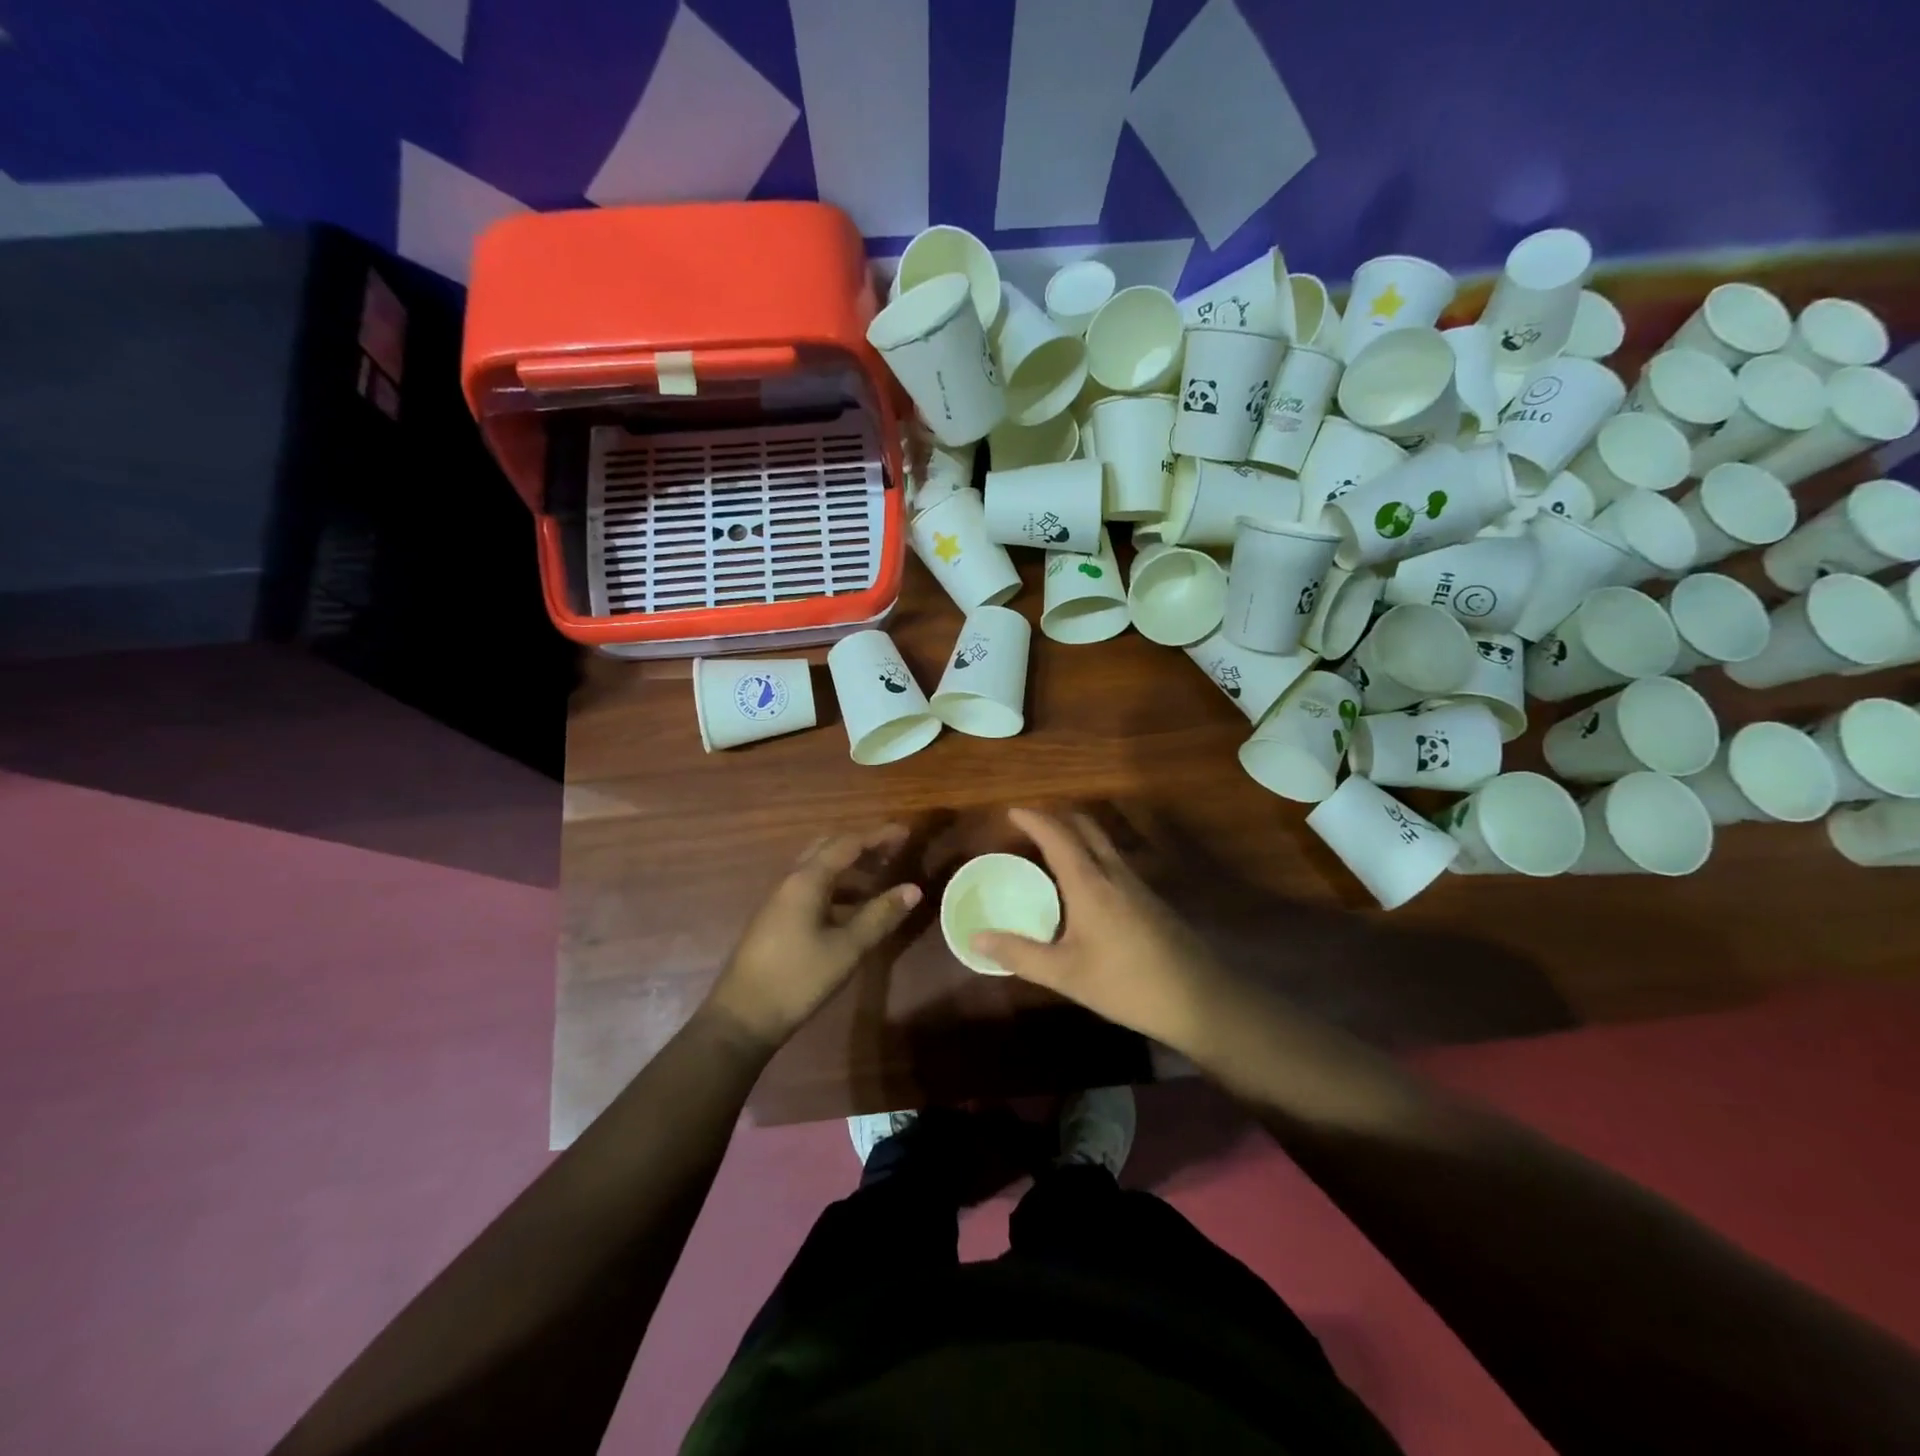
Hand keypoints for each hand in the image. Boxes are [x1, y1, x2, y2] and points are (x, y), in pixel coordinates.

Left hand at [706, 825, 922, 1049]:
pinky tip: (853, 907)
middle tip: (892, 853)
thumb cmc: (799, 978)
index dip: (878, 836)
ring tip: (879, 877)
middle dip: (862, 846)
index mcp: (807, 880)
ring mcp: (781, 899)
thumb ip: (880, 916)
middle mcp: (791, 881)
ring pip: (818, 868)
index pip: (847, 844)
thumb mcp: (847, 948)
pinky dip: (837, 886)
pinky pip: (811, 887)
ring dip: (849, 867)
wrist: (743, 1016)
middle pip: (829, 848)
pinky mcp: (777, 918)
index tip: (906, 833)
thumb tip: (913, 889)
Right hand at [972, 809, 1233, 1057]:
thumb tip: (975, 938)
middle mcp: (1114, 872)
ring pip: (1103, 843)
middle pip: (1085, 827)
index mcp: (1090, 882)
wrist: (1199, 998)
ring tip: (1051, 851)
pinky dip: (1091, 855)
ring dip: (1076, 835)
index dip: (1034, 819)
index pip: (1057, 835)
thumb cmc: (1126, 983)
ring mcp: (1137, 884)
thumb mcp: (1065, 974)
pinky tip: (1084, 886)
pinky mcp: (1150, 900)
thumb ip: (1020, 954)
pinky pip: (1113, 861)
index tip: (1012, 811)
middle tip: (1030, 826)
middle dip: (1057, 817)